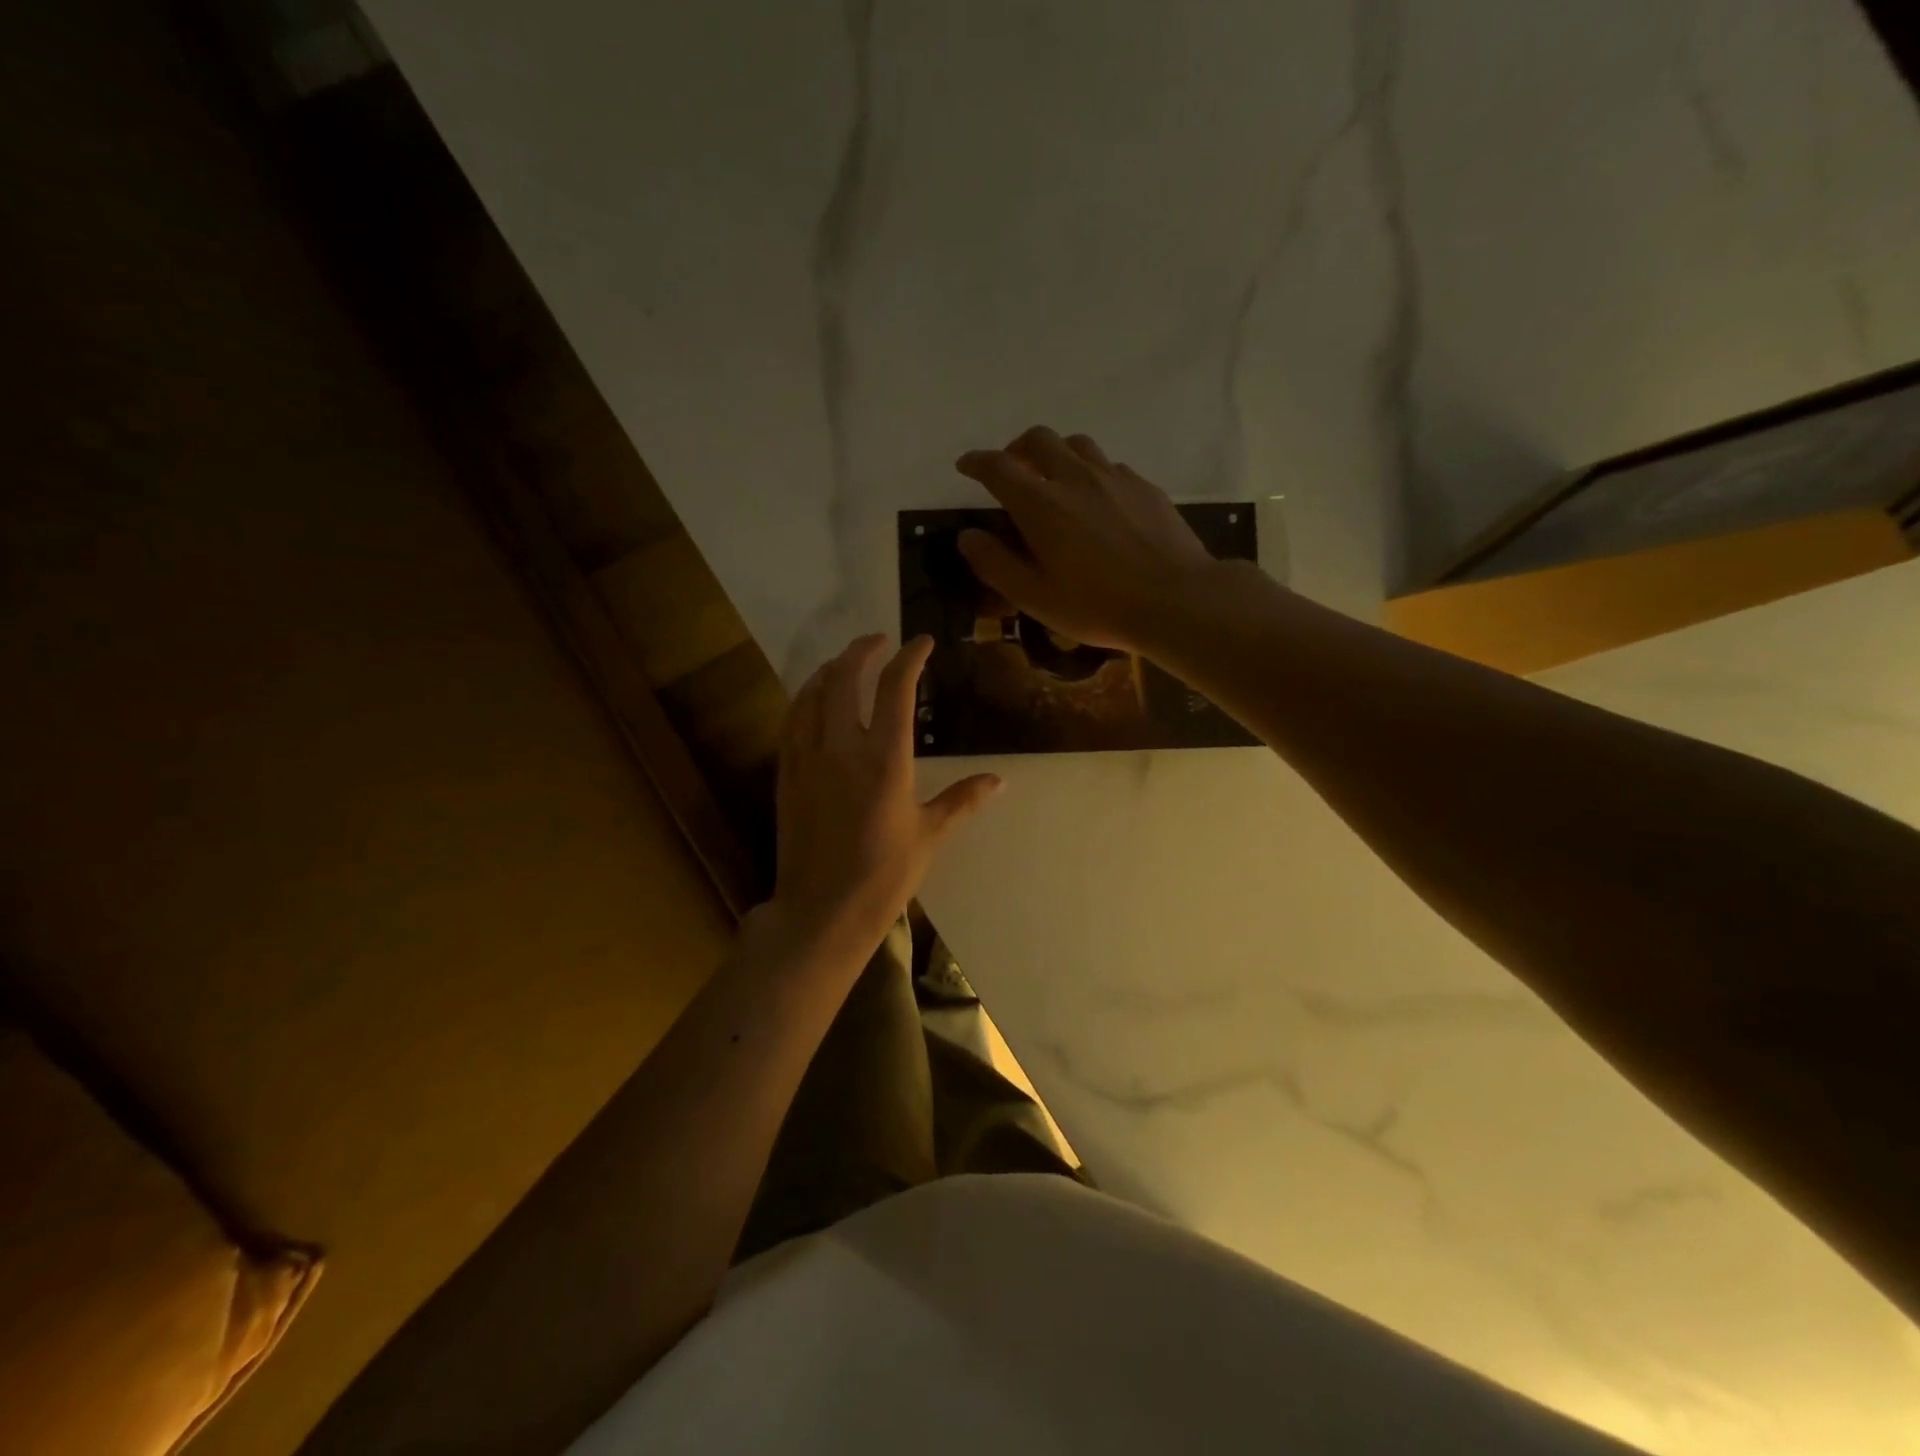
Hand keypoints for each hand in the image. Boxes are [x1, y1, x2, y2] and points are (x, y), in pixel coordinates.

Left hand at [767, 634, 1001, 966]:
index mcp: (884, 758)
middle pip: (847, 677)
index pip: (896, 688)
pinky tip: (814, 700)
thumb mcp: (930, 835)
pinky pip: (793, 720)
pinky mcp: (786, 773)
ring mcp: (808, 757)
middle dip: (864, 650)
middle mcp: (842, 746)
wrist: (822, 909)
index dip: (910, 657)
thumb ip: (962, 799)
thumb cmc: (883, 875)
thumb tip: (998, 780)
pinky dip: (806, 698)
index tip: (922, 642)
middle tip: (880, 640)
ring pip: (813, 693)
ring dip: (832, 669)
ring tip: (846, 662)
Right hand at [955, 425, 1221, 656]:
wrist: (1175, 599)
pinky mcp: (1144, 487)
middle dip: (1016, 448)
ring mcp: (1114, 477)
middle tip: (1011, 468)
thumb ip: (995, 564)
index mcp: (1040, 504)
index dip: (977, 462)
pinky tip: (1097, 500)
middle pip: (1039, 439)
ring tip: (1054, 478)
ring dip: (1056, 454)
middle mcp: (1075, 478)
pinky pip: (1109, 466)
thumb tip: (968, 536)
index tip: (966, 466)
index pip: (998, 467)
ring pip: (1077, 445)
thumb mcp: (1034, 597)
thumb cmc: (1096, 605)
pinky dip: (1091, 472)